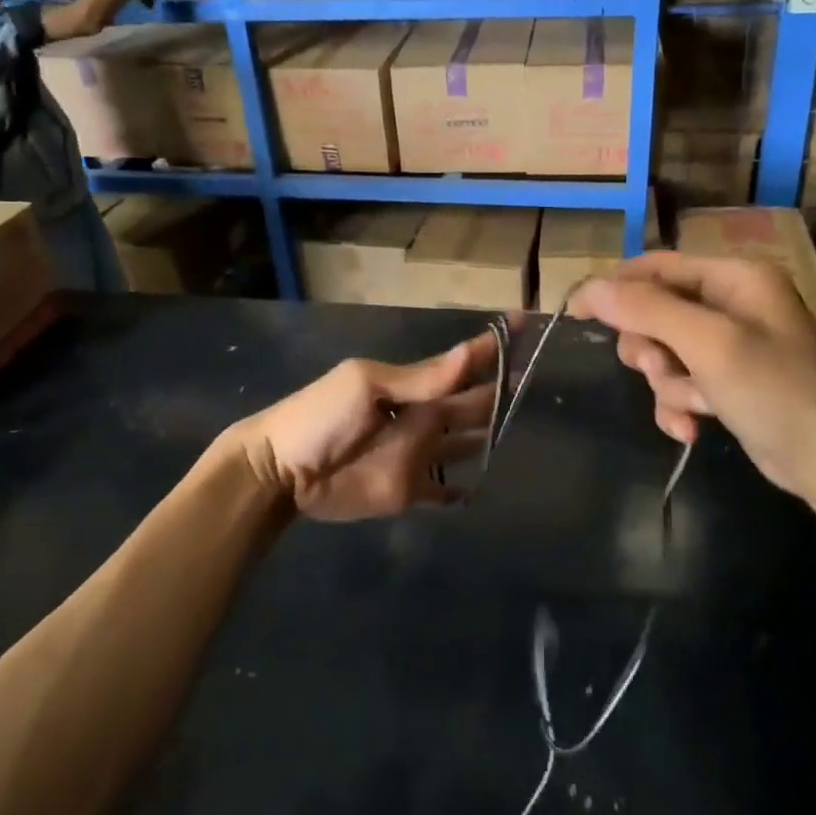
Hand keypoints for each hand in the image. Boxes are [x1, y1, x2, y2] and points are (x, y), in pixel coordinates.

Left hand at [230, 333, 497, 521]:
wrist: (280, 472)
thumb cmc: (319, 417)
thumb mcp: (365, 385)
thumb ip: (418, 378)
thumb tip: (468, 355)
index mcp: (413, 386)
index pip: (461, 362)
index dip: (491, 346)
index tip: (523, 324)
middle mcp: (423, 417)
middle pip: (471, 403)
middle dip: (500, 390)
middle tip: (535, 380)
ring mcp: (418, 455)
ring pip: (464, 444)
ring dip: (488, 437)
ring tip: (521, 430)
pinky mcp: (409, 491)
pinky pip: (442, 491)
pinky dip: (461, 490)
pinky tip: (479, 487)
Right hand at [568, 253, 815, 498]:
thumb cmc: (775, 390)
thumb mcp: (708, 344)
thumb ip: (648, 310)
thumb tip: (590, 288)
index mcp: (735, 278)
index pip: (657, 267)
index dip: (615, 287)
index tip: (576, 312)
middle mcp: (733, 304)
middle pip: (655, 312)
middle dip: (650, 348)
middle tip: (657, 371)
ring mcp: (732, 346)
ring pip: (664, 354)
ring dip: (667, 384)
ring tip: (690, 406)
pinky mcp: (730, 384)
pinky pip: (682, 384)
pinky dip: (680, 405)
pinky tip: (691, 430)